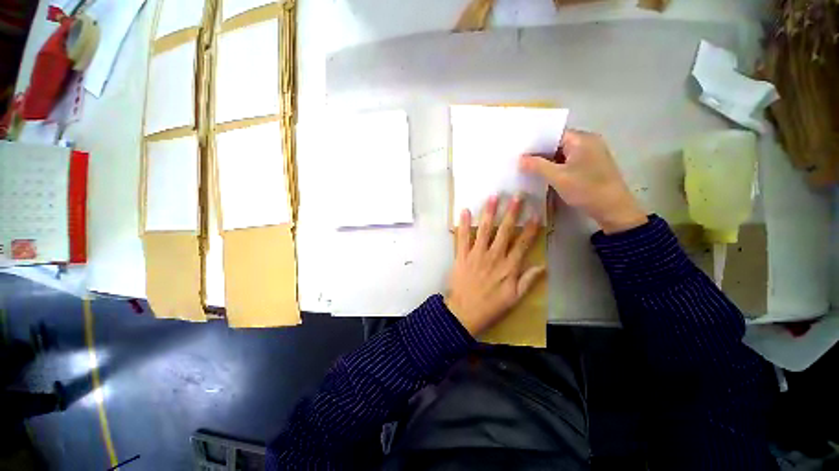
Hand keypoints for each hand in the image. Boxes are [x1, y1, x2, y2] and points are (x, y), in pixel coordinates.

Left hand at [445, 195, 545, 336]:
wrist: (464, 313)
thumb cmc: (490, 307)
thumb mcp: (514, 298)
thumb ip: (528, 281)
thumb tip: (543, 266)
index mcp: (508, 267)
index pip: (522, 243)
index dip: (530, 228)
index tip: (536, 213)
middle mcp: (493, 256)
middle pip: (505, 231)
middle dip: (511, 212)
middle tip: (516, 196)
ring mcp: (476, 254)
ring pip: (484, 230)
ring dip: (489, 212)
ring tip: (493, 197)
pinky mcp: (461, 256)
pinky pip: (462, 238)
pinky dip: (463, 224)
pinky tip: (465, 210)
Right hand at [519, 130, 647, 234]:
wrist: (613, 209)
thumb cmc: (586, 189)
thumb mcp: (558, 177)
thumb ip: (537, 166)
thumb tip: (520, 159)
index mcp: (582, 139)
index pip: (554, 134)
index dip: (536, 141)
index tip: (520, 149)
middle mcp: (588, 142)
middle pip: (558, 143)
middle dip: (539, 152)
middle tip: (519, 160)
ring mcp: (590, 154)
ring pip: (562, 154)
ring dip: (547, 161)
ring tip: (527, 167)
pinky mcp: (590, 166)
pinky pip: (568, 162)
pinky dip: (556, 167)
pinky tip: (543, 174)